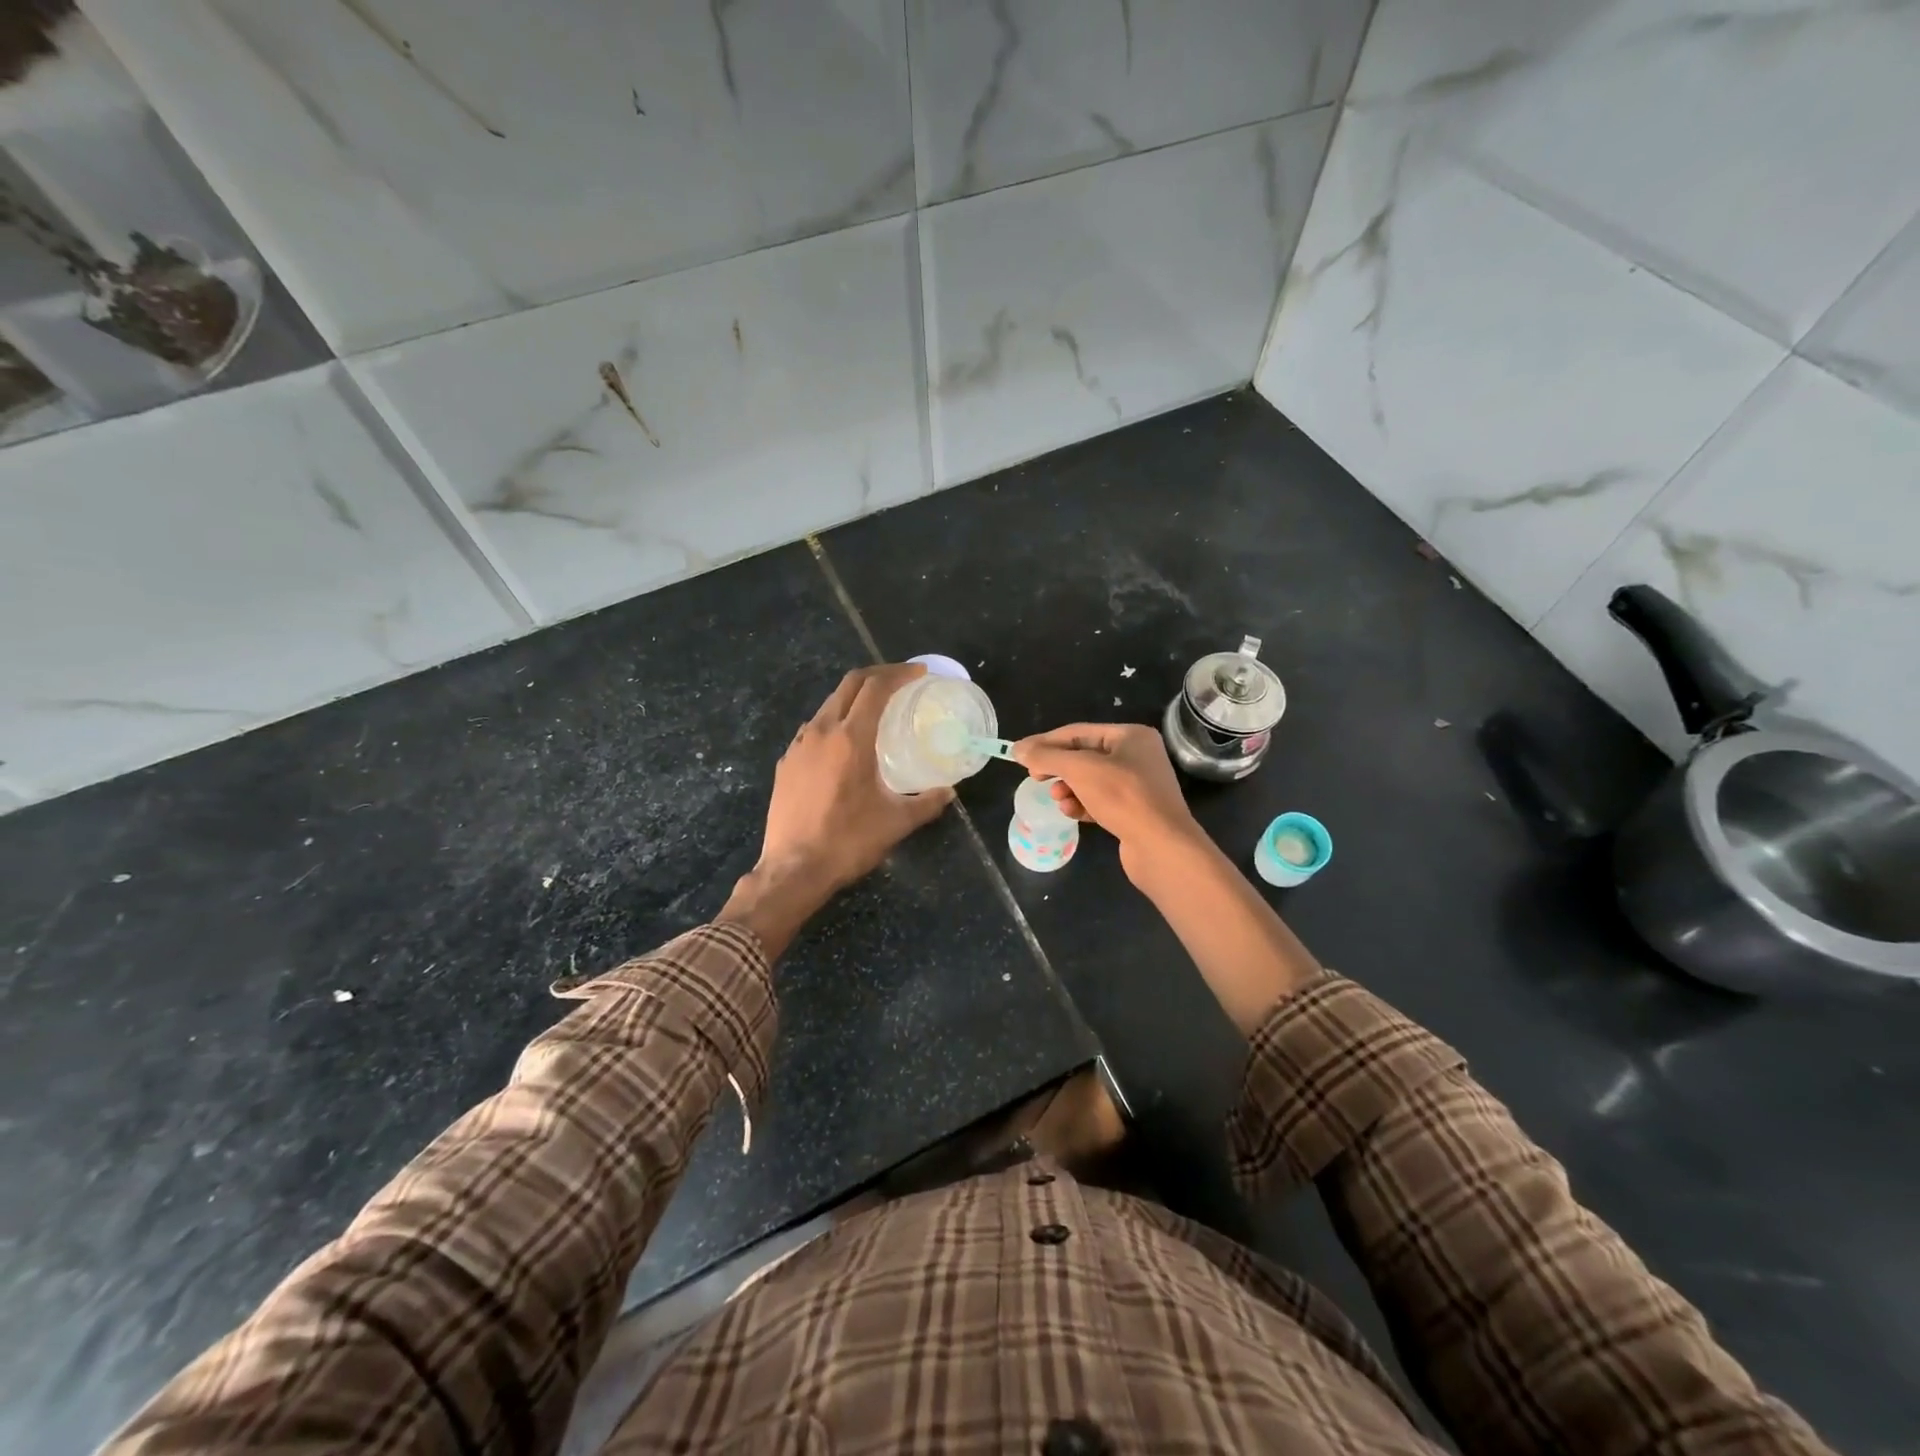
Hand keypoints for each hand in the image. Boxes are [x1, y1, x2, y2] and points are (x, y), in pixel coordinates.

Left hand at [723, 665, 952, 955]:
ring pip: (828, 705)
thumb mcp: (896, 822)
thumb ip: (926, 802)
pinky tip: (844, 745)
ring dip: (854, 698)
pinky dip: (834, 723)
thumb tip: (948, 792)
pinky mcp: (786, 763)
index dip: (899, 673)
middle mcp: (821, 731)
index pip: (876, 688)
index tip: (919, 673)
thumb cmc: (848, 841)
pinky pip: (813, 729)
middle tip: (901, 681)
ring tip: (875, 712)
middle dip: (877, 675)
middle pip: (849, 685)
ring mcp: (798, 746)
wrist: (793, 869)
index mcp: (851, 738)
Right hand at [1012, 723, 1199, 877]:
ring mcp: (1138, 785)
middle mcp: (1137, 756)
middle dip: (1059, 768)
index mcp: (1131, 736)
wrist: (1162, 847)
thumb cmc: (1123, 798)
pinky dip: (1083, 804)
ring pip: (1091, 780)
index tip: (1020, 756)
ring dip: (1069, 789)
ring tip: (1058, 800)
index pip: (1078, 732)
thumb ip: (1047, 757)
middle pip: (1084, 756)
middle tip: (1036, 779)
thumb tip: (1018, 749)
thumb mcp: (1080, 770)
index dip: (1046, 742)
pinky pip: (1101, 801)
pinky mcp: (1135, 811)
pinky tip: (1072, 813)